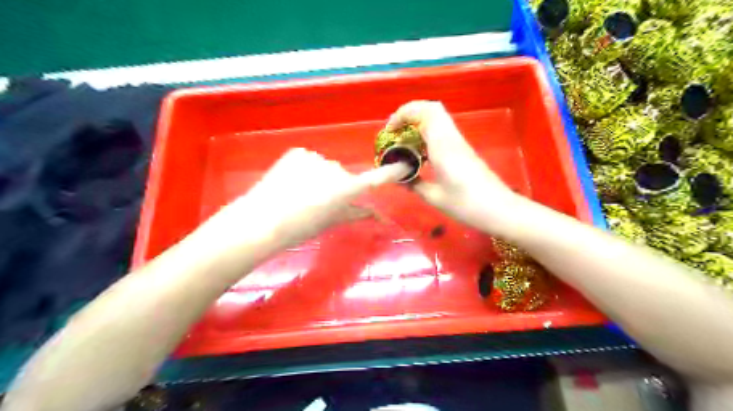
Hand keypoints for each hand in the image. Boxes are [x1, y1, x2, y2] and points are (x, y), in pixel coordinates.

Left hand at [197, 148, 409, 252]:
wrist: (262, 220)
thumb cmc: (301, 228)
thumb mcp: (332, 222)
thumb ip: (357, 213)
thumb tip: (381, 218)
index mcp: (346, 189)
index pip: (377, 178)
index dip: (392, 172)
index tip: (404, 165)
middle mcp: (336, 168)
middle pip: (344, 176)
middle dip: (338, 186)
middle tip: (320, 202)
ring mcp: (316, 158)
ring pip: (326, 168)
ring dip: (321, 177)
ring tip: (301, 193)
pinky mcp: (299, 152)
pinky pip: (310, 161)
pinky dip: (306, 170)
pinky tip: (292, 183)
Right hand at [387, 100, 516, 231]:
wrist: (500, 209)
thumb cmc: (466, 205)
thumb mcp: (434, 197)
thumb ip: (414, 184)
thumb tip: (399, 178)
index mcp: (443, 146)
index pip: (425, 113)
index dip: (403, 114)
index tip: (389, 130)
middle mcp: (451, 138)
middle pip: (432, 108)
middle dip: (410, 113)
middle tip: (396, 131)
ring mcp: (459, 142)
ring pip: (438, 118)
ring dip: (418, 122)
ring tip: (404, 141)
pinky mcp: (463, 149)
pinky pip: (442, 131)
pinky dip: (427, 133)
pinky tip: (419, 152)